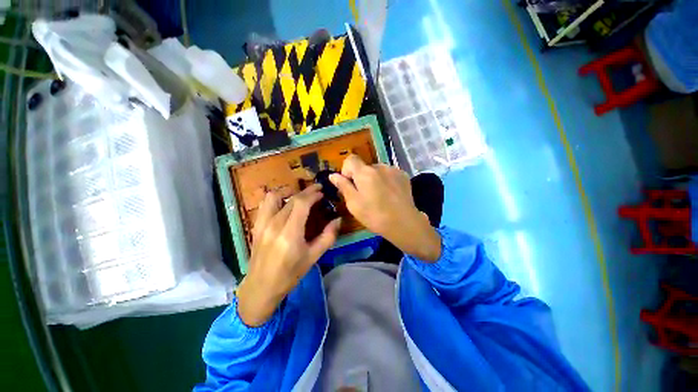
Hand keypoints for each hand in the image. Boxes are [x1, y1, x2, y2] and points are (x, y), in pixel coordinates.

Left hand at [237, 184, 340, 326]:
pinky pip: (265, 204)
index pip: (301, 203)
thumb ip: (328, 237)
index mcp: (290, 233)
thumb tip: (338, 220)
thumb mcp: (313, 257)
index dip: (313, 194)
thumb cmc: (290, 274)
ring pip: (274, 196)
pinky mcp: (256, 226)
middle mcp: (274, 224)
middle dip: (306, 191)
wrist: (261, 286)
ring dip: (288, 191)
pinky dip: (276, 198)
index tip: (322, 192)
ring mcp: (262, 224)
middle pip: (291, 198)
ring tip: (299, 194)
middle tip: (317, 190)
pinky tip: (284, 203)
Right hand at [329, 154, 440, 261]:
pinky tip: (390, 195)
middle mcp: (379, 166)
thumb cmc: (375, 215)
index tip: (350, 184)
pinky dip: (385, 181)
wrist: (404, 224)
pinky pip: (389, 174)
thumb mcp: (354, 204)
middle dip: (361, 178)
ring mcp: (393, 170)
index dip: (347, 170)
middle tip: (365, 195)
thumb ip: (343, 186)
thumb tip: (333, 175)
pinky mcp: (403, 175)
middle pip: (365, 167)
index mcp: (365, 173)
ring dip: (374, 179)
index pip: (351, 159)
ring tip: (379, 196)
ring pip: (377, 171)